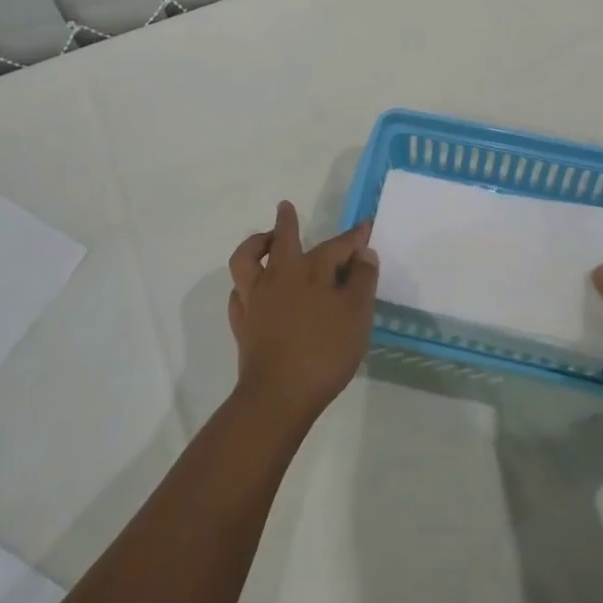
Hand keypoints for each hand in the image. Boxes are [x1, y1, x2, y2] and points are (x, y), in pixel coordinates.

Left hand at [227, 202, 378, 429]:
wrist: (279, 394)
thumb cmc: (325, 351)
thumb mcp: (358, 314)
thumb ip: (363, 280)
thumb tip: (363, 252)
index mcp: (311, 270)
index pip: (337, 245)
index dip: (354, 237)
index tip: (365, 228)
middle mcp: (280, 275)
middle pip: (282, 239)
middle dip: (287, 222)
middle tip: (285, 208)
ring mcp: (256, 298)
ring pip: (247, 260)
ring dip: (254, 244)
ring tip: (263, 241)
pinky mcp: (243, 323)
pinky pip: (237, 295)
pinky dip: (243, 286)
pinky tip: (248, 290)